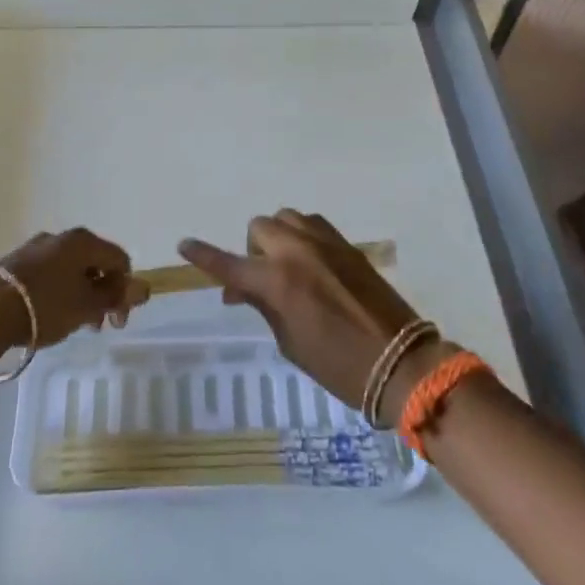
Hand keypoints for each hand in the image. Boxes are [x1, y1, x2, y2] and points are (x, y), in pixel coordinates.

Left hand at [0, 228, 150, 350]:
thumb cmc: (46, 306)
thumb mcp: (87, 306)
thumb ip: (116, 297)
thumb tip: (143, 287)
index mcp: (83, 241)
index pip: (119, 259)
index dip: (126, 290)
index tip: (117, 322)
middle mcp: (61, 237)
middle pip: (93, 262)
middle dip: (100, 293)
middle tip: (95, 326)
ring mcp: (35, 247)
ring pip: (68, 269)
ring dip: (78, 294)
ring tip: (69, 324)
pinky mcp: (14, 262)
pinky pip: (47, 273)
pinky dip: (55, 291)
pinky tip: (45, 315)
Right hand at [179, 211, 429, 418]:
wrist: (400, 361)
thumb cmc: (339, 365)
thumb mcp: (290, 343)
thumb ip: (263, 306)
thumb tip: (239, 289)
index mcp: (278, 282)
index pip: (230, 264)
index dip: (205, 256)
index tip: (184, 244)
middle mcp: (297, 251)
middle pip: (258, 228)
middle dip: (253, 250)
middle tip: (261, 281)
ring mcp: (324, 242)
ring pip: (285, 218)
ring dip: (277, 237)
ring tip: (286, 268)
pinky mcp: (345, 243)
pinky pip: (311, 223)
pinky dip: (301, 235)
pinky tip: (310, 261)